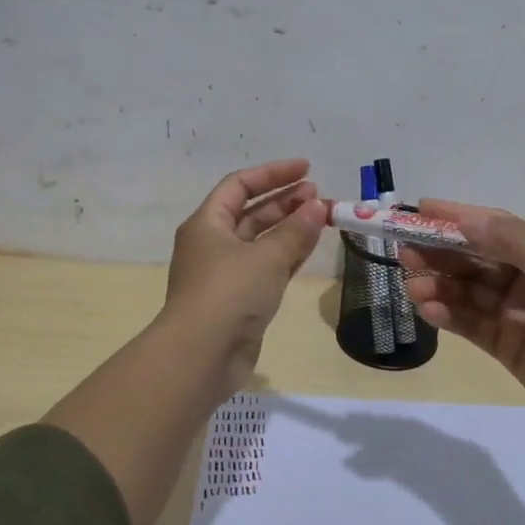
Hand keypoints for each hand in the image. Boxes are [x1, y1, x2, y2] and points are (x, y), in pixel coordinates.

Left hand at [163, 157, 326, 379]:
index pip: (240, 185)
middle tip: (319, 195)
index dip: (272, 173)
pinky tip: (311, 245)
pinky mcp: (240, 300)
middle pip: (252, 212)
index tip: (306, 168)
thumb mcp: (266, 256)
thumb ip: (295, 230)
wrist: (202, 356)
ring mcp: (226, 273)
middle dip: (286, 201)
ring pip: (262, 240)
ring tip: (322, 215)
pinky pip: (267, 266)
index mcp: (208, 223)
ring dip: (290, 227)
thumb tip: (318, 206)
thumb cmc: (229, 293)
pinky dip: (288, 254)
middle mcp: (214, 244)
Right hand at [399, 201, 524, 445]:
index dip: (458, 217)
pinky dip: (447, 314)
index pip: (494, 228)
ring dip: (437, 284)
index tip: (420, 210)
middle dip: (439, 252)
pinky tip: (429, 310)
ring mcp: (513, 313)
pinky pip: (468, 323)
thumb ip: (516, 243)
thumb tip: (467, 219)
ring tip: (412, 286)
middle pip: (473, 258)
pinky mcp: (504, 345)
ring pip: (465, 290)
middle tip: (404, 251)